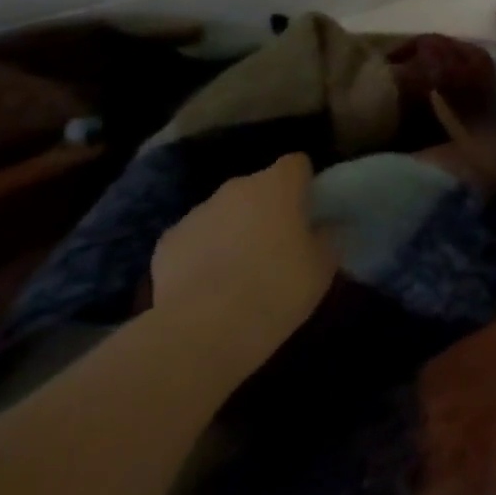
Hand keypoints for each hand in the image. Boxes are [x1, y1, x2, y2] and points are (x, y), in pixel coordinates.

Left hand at [149, 153, 337, 379]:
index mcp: (279, 185)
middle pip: (258, 187)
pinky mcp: (167, 241)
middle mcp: (237, 187)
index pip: (296, 164)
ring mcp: (198, 211)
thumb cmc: (276, 289)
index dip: (303, 184)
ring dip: (234, 229)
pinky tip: (206, 286)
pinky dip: (202, 253)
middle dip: (267, 208)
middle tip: (277, 245)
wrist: (203, 331)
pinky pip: (194, 238)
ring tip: (239, 271)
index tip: (308, 211)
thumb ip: (328, 237)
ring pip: (225, 211)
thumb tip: (326, 226)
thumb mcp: (322, 267)